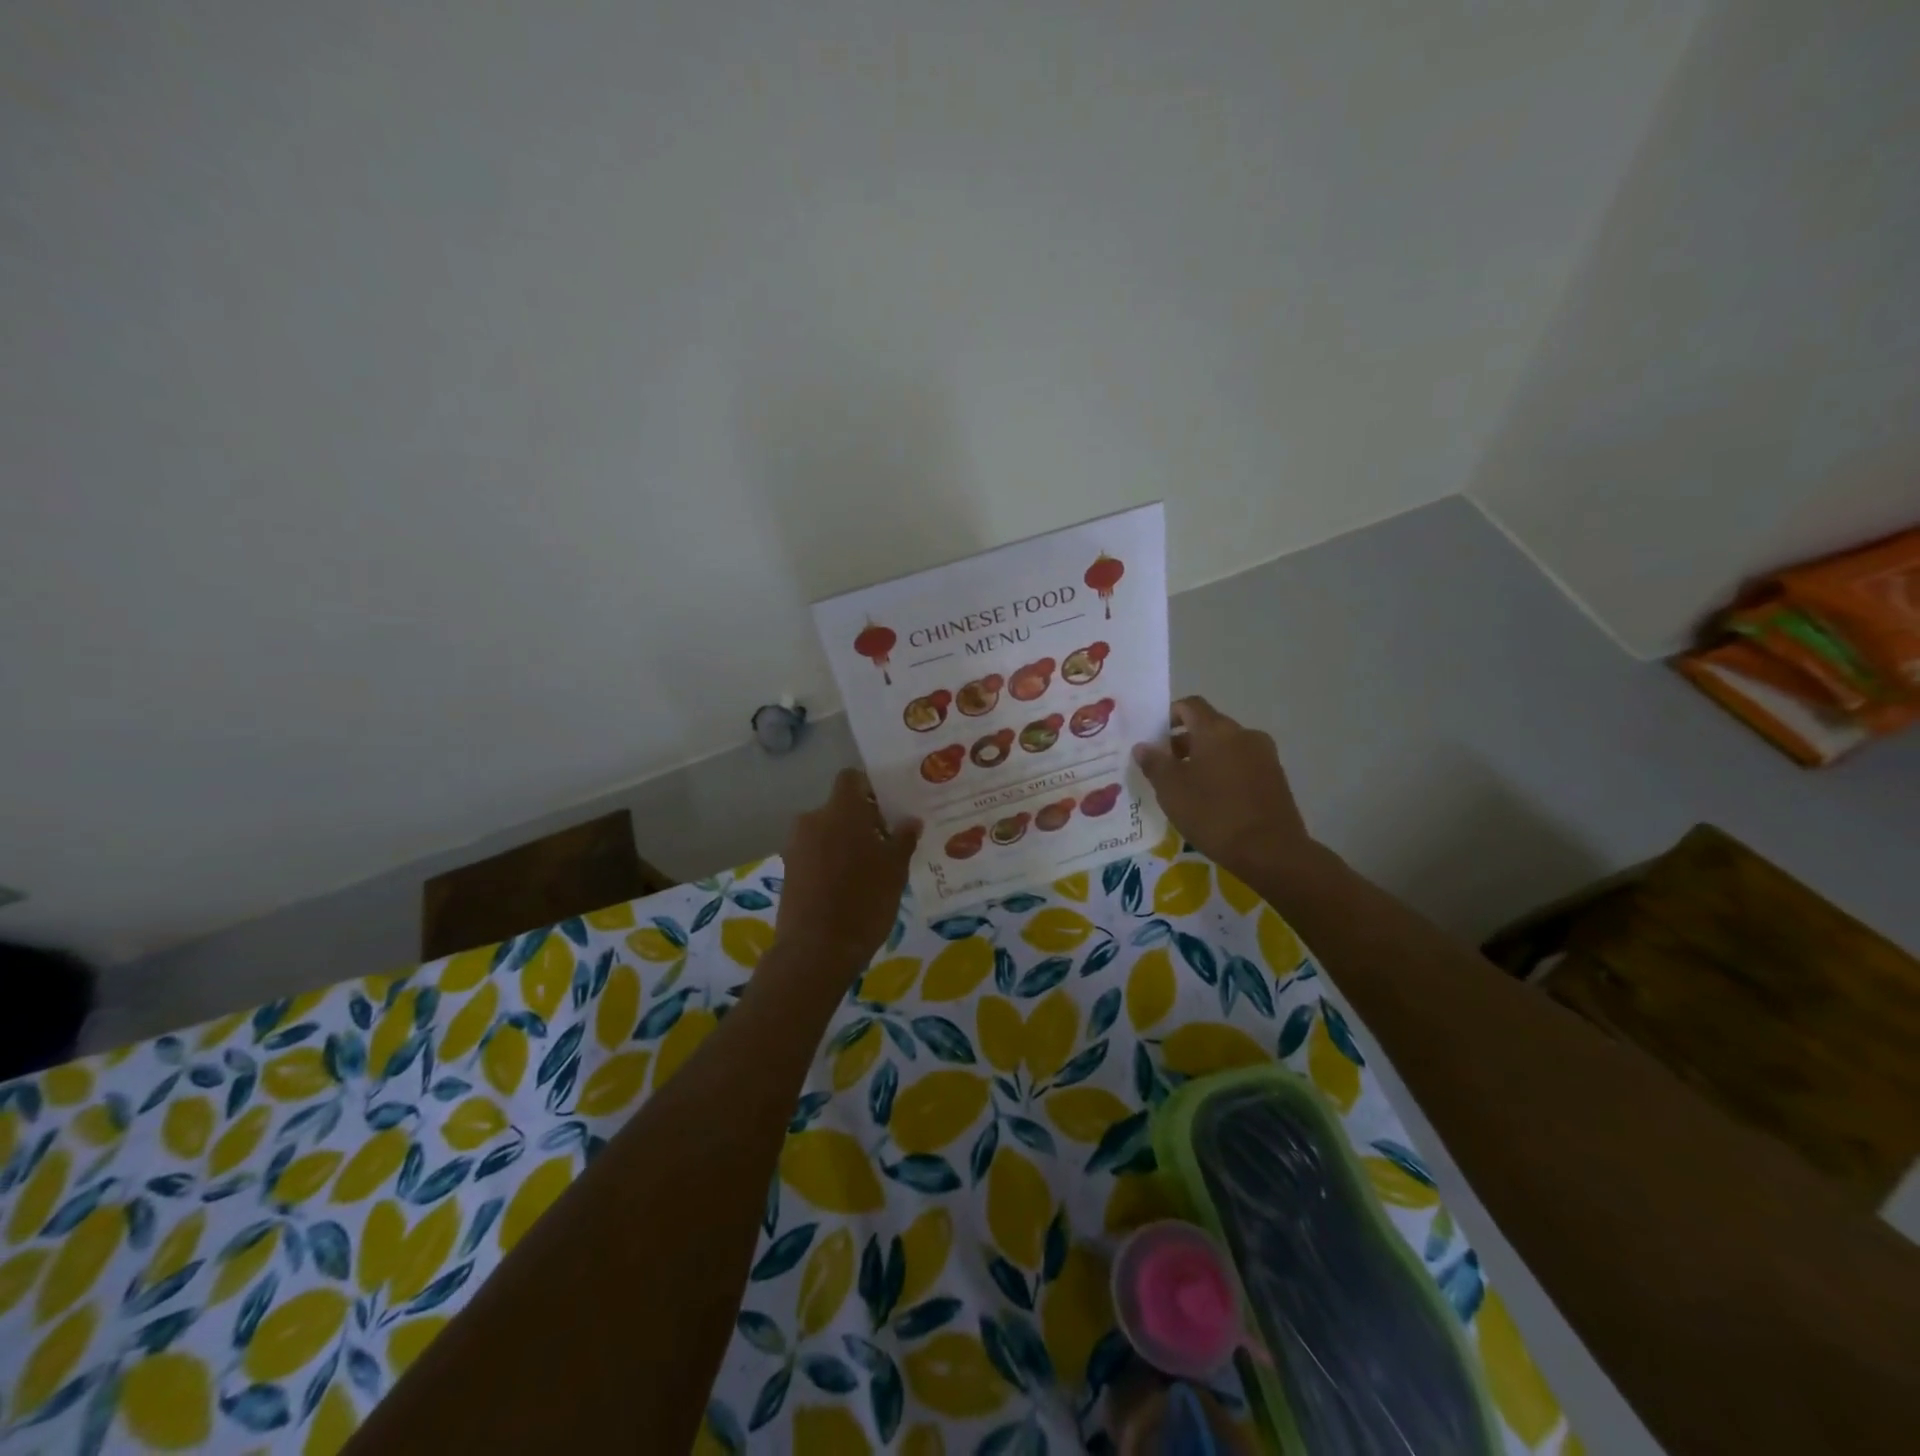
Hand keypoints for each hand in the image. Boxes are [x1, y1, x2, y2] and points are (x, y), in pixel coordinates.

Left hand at [775, 769, 921, 971]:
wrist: (816, 950)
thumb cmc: (864, 901)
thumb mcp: (895, 870)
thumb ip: (903, 839)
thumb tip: (910, 821)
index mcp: (841, 810)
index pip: (851, 779)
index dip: (869, 788)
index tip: (889, 808)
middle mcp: (813, 819)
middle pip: (840, 807)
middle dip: (861, 820)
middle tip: (887, 843)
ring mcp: (796, 845)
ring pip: (827, 831)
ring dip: (845, 842)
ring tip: (870, 868)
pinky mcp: (788, 870)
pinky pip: (815, 853)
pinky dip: (831, 860)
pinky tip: (850, 885)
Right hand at [1134, 697, 1310, 880]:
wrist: (1271, 851)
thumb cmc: (1213, 814)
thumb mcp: (1171, 790)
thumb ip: (1154, 763)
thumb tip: (1143, 746)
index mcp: (1216, 730)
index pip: (1190, 705)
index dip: (1169, 714)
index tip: (1154, 736)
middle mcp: (1243, 734)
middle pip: (1208, 726)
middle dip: (1184, 741)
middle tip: (1164, 767)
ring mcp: (1264, 755)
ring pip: (1227, 747)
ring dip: (1205, 758)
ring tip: (1188, 787)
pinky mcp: (1276, 777)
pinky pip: (1242, 764)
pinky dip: (1224, 772)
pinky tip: (1214, 800)